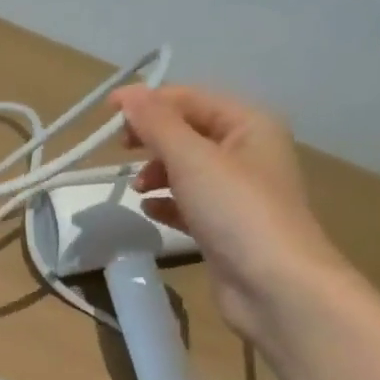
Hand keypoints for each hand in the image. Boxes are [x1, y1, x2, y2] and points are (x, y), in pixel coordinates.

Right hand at [110, 86, 348, 340]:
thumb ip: (157, 124)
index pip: (190, 99)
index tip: (105, 114)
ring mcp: (238, 192)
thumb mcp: (192, 159)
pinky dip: (167, 202)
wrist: (274, 286)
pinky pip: (189, 203)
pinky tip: (149, 210)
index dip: (148, 102)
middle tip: (120, 152)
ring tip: (136, 188)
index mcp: (249, 124)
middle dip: (152, 138)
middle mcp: (247, 152)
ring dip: (157, 171)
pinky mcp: (226, 227)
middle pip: (189, 132)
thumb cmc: (237, 211)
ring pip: (187, 169)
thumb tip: (127, 94)